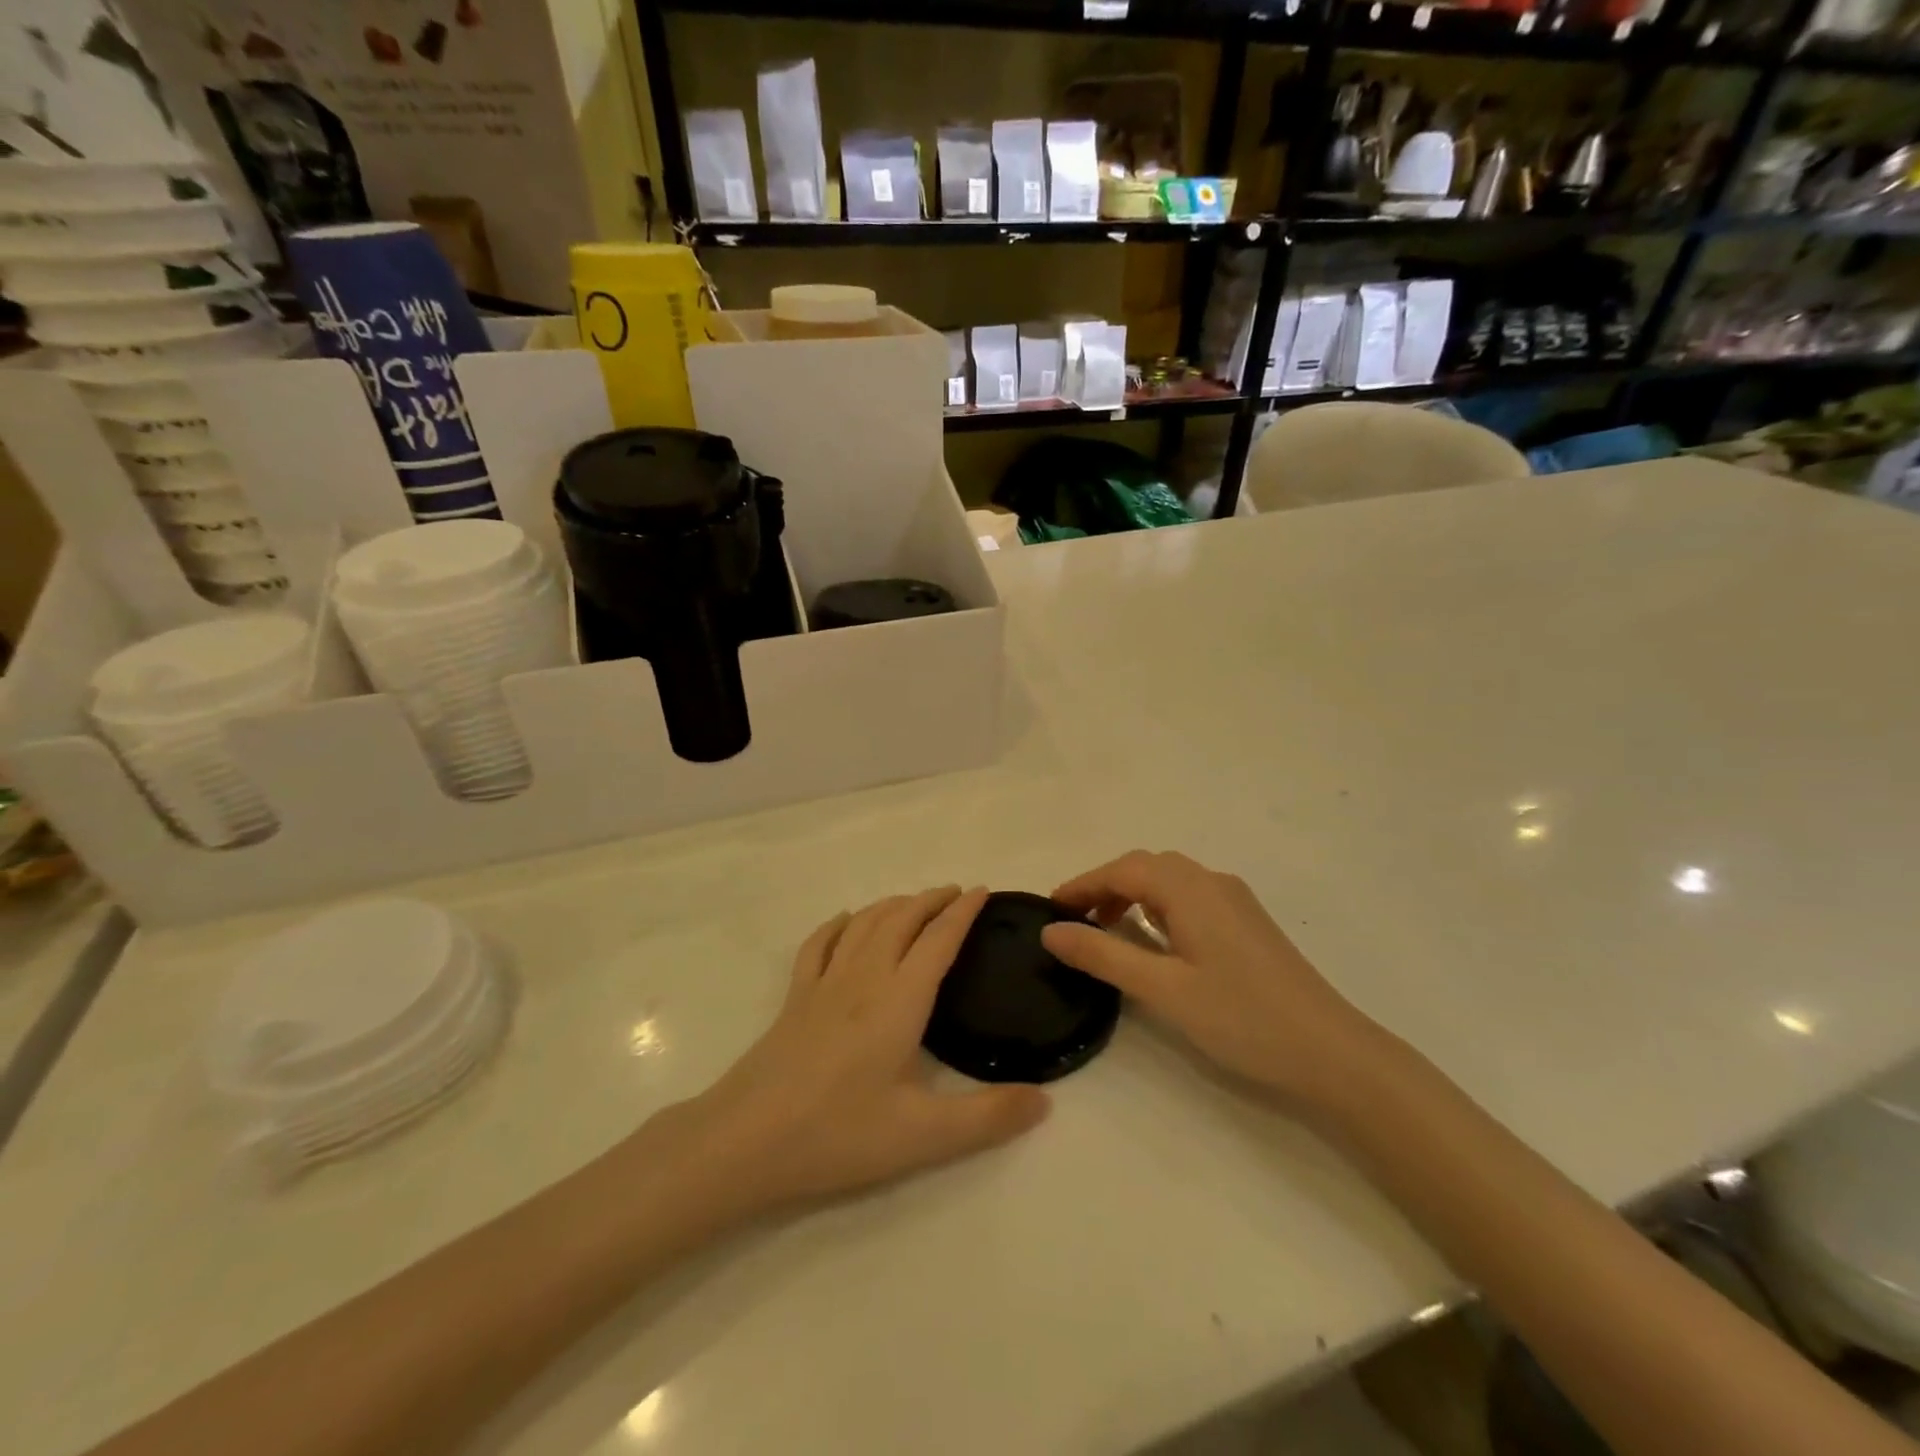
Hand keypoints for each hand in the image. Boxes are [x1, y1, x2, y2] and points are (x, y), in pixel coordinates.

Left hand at [679, 887, 1049, 1213]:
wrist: (746, 1139)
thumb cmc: (838, 1133)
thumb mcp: (923, 1136)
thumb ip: (988, 1117)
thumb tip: (1045, 1099)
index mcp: (899, 999)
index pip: (939, 940)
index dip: (963, 912)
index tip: (983, 891)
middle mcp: (865, 977)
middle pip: (902, 919)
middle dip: (931, 899)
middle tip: (955, 893)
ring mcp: (824, 983)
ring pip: (864, 923)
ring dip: (893, 904)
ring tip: (913, 902)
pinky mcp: (795, 997)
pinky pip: (821, 943)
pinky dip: (840, 924)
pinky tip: (847, 922)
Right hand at [1040, 851, 1392, 1110]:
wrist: (1332, 1052)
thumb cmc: (1241, 1018)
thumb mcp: (1162, 989)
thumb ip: (1103, 955)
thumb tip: (1051, 930)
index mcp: (1190, 889)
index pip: (1121, 871)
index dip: (1082, 885)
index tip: (1049, 908)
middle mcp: (1212, 881)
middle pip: (1146, 867)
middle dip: (1105, 886)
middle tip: (1074, 921)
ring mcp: (1235, 900)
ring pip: (1170, 880)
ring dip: (1132, 894)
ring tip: (1106, 930)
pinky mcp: (1247, 922)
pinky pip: (1190, 897)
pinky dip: (1158, 906)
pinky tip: (1154, 940)